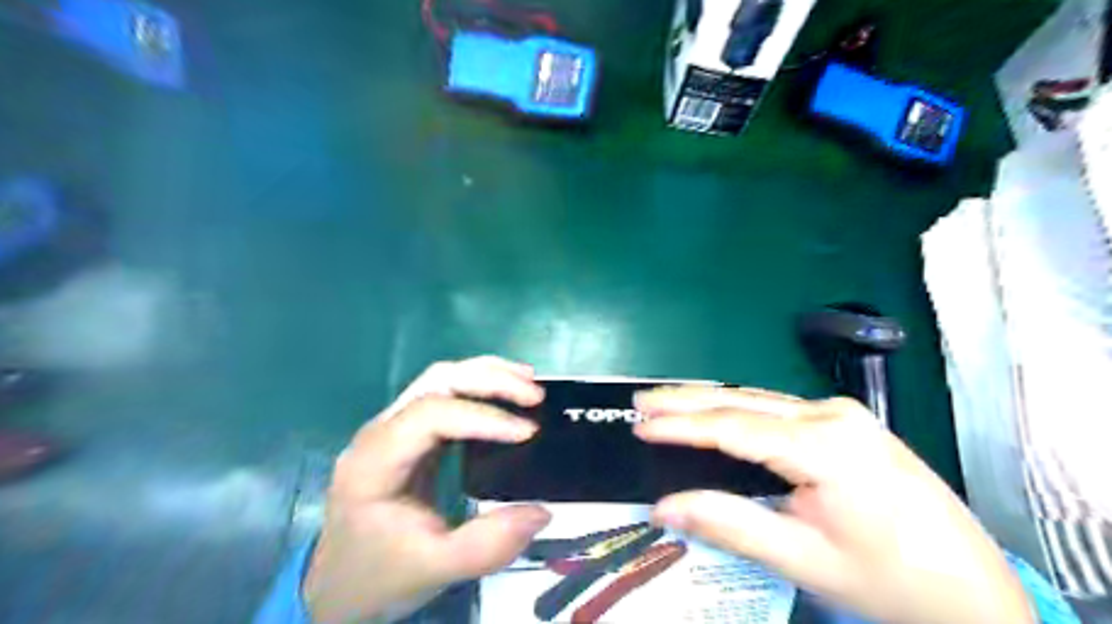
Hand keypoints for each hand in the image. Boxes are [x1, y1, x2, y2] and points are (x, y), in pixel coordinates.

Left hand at [302, 355, 551, 623]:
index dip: (483, 417)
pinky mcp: (409, 432)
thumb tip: (543, 512)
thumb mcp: (434, 568)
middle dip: (490, 380)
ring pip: (441, 378)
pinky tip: (507, 394)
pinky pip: (445, 394)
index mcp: (374, 461)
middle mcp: (380, 431)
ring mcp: (393, 426)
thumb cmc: (381, 573)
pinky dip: (480, 386)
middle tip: (535, 396)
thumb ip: (487, 545)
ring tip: (529, 383)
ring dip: (487, 374)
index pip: (431, 415)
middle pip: (436, 381)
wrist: (340, 584)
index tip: (528, 432)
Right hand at [633, 387, 1034, 622]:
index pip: (734, 427)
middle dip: (687, 400)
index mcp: (825, 446)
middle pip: (743, 401)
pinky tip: (714, 413)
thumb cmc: (889, 580)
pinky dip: (737, 410)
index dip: (681, 427)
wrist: (975, 589)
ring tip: (665, 404)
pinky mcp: (845, 421)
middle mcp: (832, 414)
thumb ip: (729, 524)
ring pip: (759, 400)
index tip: (639, 426)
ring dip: (709, 402)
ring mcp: (842, 414)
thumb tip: (664, 506)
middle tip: (640, 403)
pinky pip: (777, 409)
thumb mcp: (803, 559)